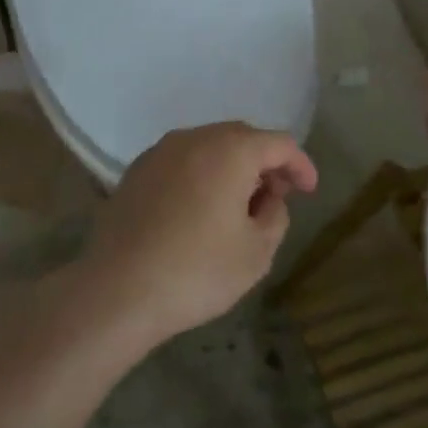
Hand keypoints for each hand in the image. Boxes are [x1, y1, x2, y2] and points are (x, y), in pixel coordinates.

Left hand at [79, 122, 317, 350]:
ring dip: (231, 167)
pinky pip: (181, 161)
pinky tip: (200, 209)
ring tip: (240, 204)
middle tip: (277, 196)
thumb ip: (275, 215)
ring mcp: (160, 152)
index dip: (300, 165)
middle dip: (265, 162)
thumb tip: (268, 197)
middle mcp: (194, 138)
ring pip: (208, 147)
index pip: (278, 143)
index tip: (309, 191)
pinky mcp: (136, 171)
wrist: (118, 289)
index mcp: (229, 150)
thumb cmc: (197, 271)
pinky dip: (201, 174)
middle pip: (241, 138)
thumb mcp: (257, 252)